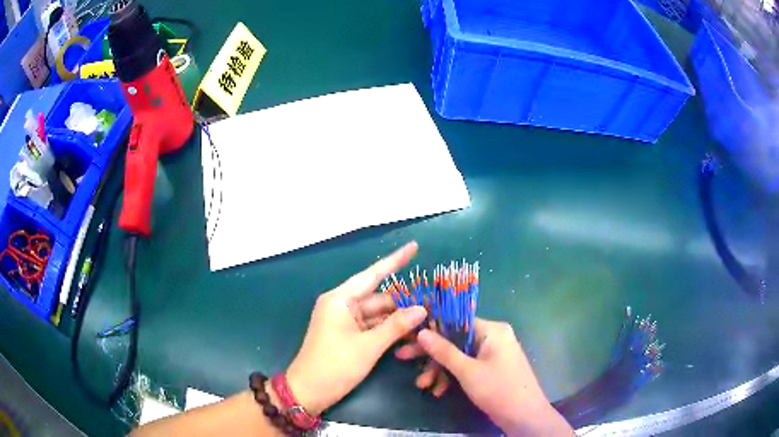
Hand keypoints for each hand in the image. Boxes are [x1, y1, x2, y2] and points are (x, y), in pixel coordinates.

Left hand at [284, 242, 426, 415]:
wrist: (309, 391)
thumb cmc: (334, 365)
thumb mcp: (368, 346)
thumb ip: (396, 326)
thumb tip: (421, 309)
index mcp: (340, 299)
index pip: (373, 274)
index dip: (395, 260)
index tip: (414, 246)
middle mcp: (342, 305)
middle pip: (379, 298)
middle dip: (402, 304)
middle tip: (431, 309)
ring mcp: (344, 321)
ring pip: (377, 314)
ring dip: (397, 320)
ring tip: (425, 324)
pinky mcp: (347, 335)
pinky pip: (372, 327)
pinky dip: (387, 331)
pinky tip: (408, 336)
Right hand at [397, 319, 572, 435]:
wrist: (524, 417)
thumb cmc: (498, 390)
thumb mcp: (467, 371)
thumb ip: (444, 351)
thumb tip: (421, 331)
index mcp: (492, 330)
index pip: (456, 320)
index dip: (432, 328)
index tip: (409, 335)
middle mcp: (494, 337)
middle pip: (455, 339)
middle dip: (431, 354)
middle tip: (404, 358)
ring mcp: (493, 353)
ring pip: (460, 355)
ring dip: (440, 370)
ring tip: (423, 385)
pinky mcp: (492, 368)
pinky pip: (468, 366)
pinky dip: (453, 376)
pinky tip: (438, 390)